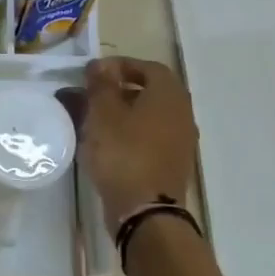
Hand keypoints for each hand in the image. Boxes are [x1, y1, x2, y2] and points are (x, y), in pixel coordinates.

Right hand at [78, 56, 199, 225]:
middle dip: (121, 89)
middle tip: (93, 94)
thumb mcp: (103, 114)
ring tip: (94, 119)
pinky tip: (107, 143)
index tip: (95, 73)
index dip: (122, 65)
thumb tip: (102, 65)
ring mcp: (180, 141)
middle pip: (152, 91)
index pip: (149, 67)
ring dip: (124, 112)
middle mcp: (182, 114)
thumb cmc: (123, 153)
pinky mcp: (172, 163)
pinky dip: (130, 132)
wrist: (145, 211)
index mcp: (169, 96)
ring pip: (150, 115)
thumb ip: (102, 85)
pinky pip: (150, 136)